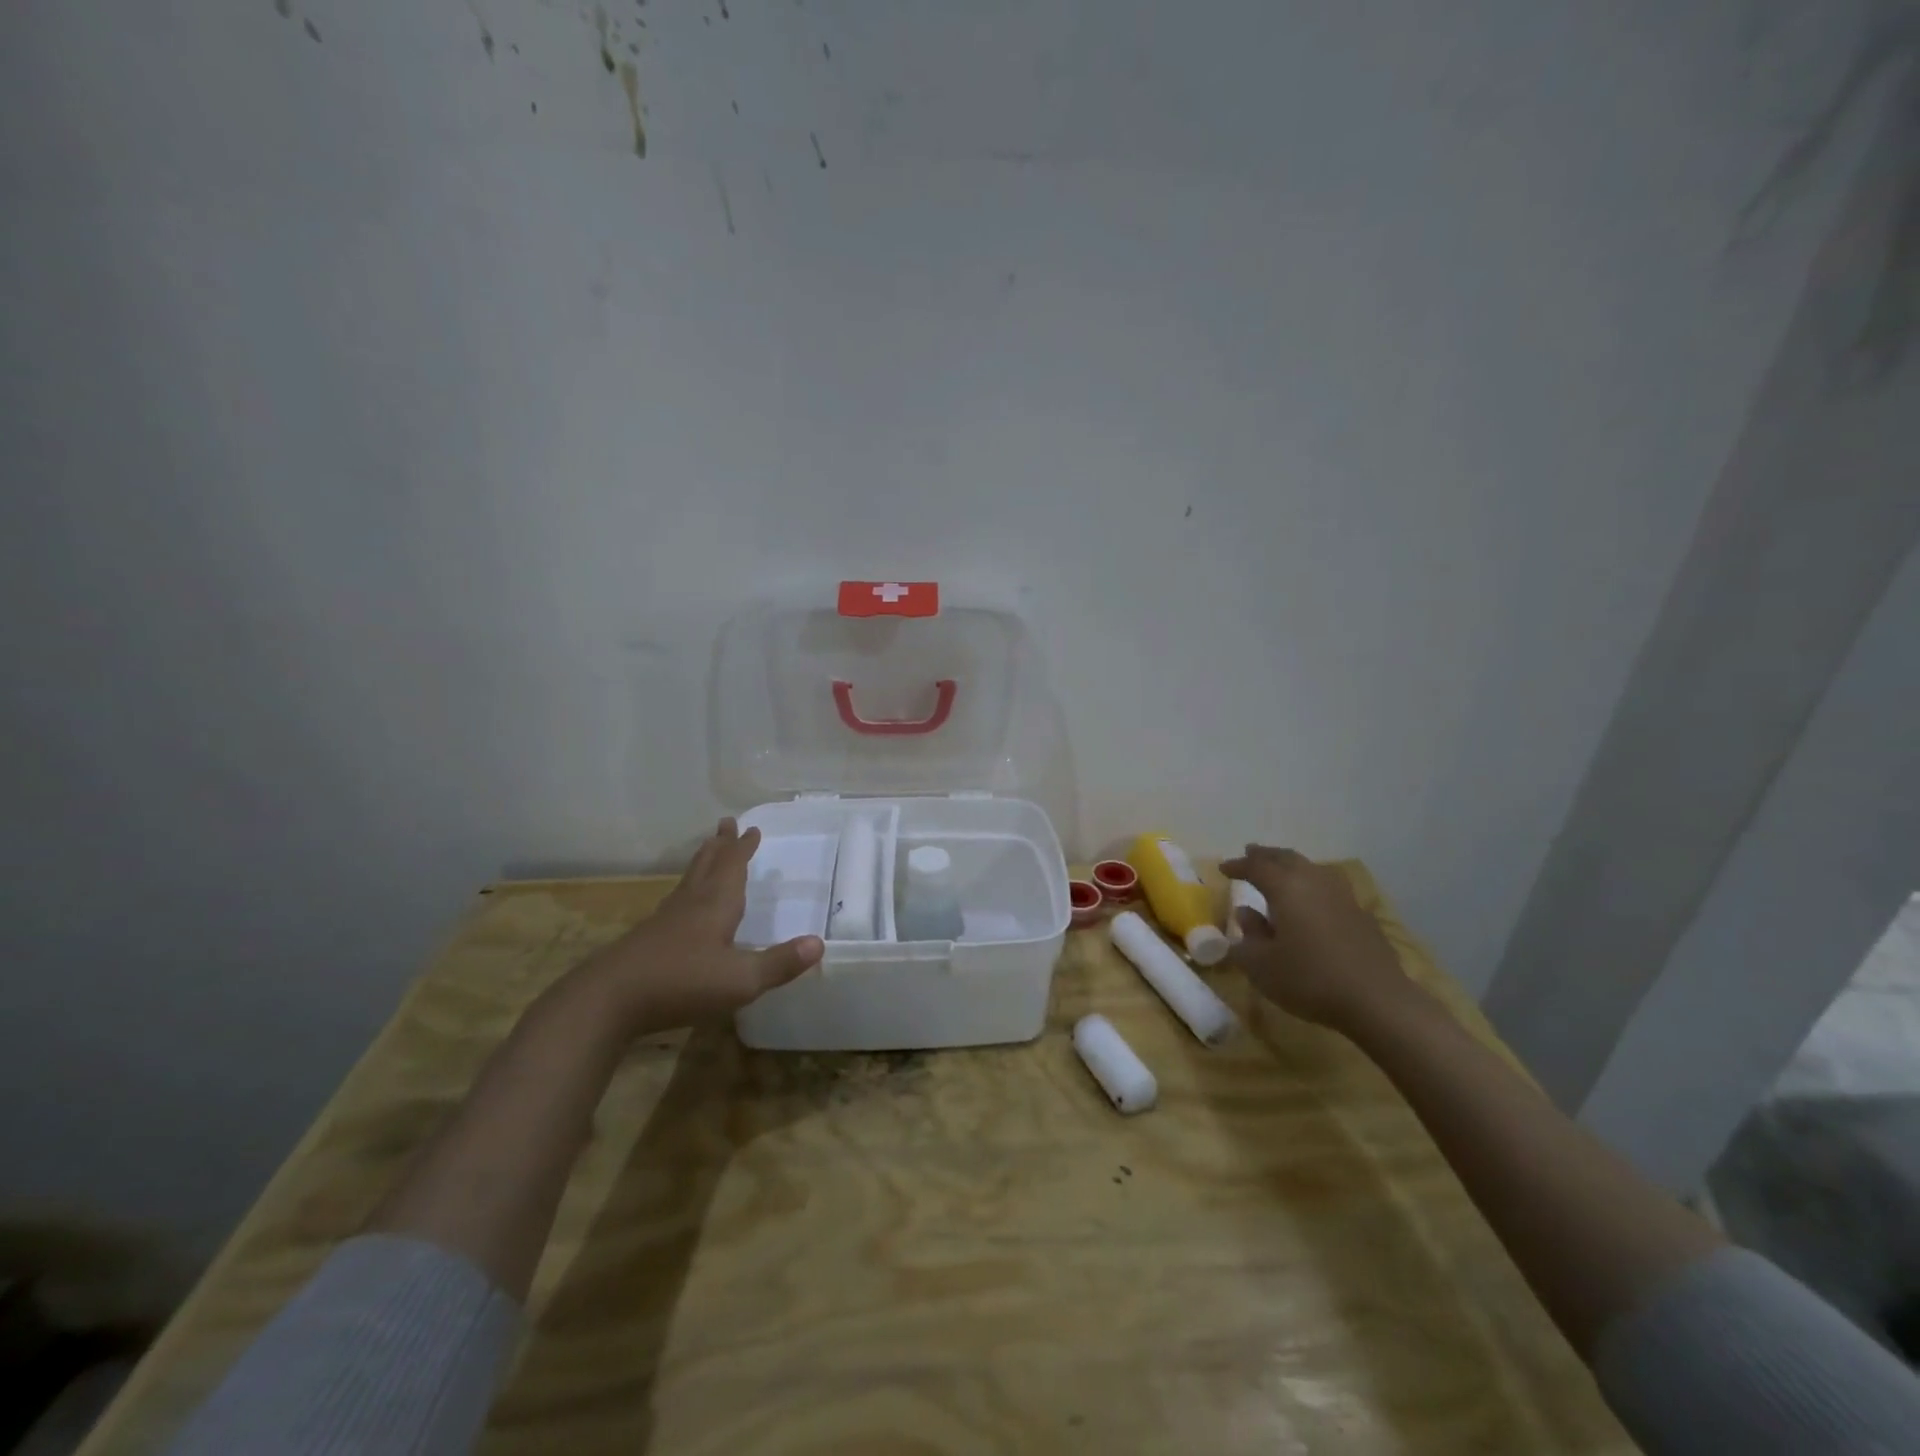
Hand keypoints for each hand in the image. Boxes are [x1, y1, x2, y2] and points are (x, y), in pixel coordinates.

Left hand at [577, 819, 823, 1035]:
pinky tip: (682, 905)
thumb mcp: (740, 979)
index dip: (743, 848)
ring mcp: (665, 921)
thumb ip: (780, 963)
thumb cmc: (681, 983)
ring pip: (689, 882)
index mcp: (715, 905)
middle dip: (720, 846)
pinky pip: (676, 902)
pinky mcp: (648, 940)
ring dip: (702, 862)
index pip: (733, 867)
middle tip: (725, 823)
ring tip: (707, 850)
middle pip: (707, 866)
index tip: (751, 828)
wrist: (608, 1001)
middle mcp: (690, 904)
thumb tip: (819, 943)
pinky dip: (686, 890)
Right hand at [1220, 845, 1415, 1033]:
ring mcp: (1342, 896)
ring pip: (1311, 869)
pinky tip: (1311, 901)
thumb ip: (1247, 937)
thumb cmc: (1309, 979)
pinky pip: (1329, 887)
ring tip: (1280, 873)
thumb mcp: (1261, 966)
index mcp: (1286, 888)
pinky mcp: (1362, 915)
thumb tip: (1245, 914)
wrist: (1377, 1001)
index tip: (1223, 869)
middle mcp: (1314, 882)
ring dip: (1291, 866)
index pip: (1256, 867)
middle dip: (1266, 856)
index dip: (1238, 865)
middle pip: (1287, 858)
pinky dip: (1312, 885)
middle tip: (1250, 853)